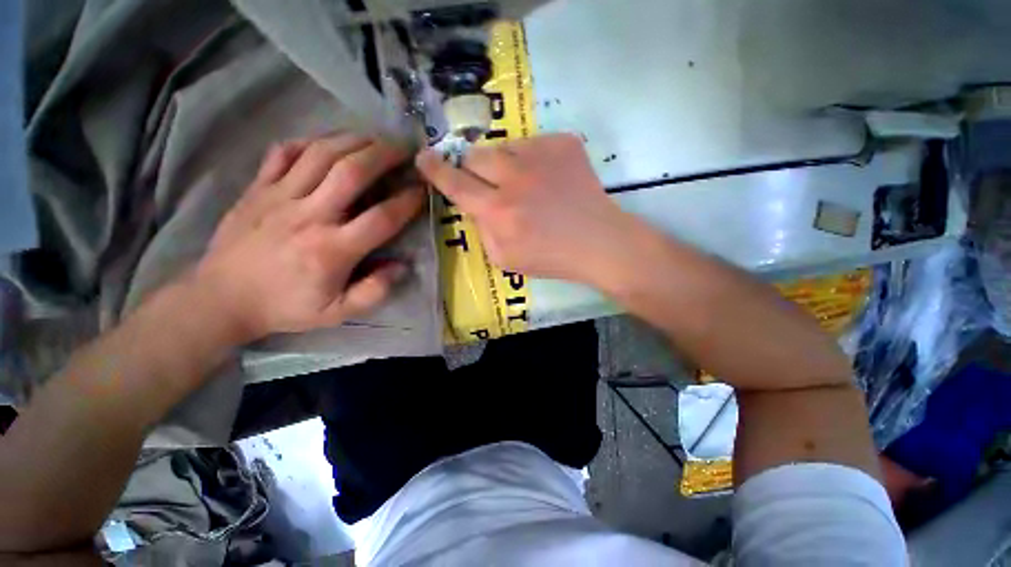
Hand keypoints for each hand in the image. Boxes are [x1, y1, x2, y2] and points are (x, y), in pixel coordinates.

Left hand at [193, 133, 424, 342]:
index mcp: (332, 249)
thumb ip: (374, 291)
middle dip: (384, 155)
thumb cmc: (286, 306)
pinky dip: (309, 141)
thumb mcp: (337, 312)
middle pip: (352, 172)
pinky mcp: (258, 188)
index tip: (422, 189)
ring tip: (376, 139)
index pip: (382, 218)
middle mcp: (309, 215)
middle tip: (405, 149)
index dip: (407, 201)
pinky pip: (283, 152)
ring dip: (354, 141)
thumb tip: (402, 266)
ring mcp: (279, 196)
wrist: (221, 298)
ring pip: (321, 154)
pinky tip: (328, 143)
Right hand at [416, 134, 636, 284]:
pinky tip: (549, 180)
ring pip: (503, 147)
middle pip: (474, 155)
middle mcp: (514, 178)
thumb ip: (482, 229)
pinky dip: (533, 160)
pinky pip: (533, 143)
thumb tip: (475, 205)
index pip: (454, 183)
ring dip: (505, 165)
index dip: (435, 169)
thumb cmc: (551, 257)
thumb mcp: (504, 258)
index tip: (423, 157)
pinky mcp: (563, 143)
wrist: (598, 241)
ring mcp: (540, 155)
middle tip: (490, 183)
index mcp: (497, 211)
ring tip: (526, 185)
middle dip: (474, 168)